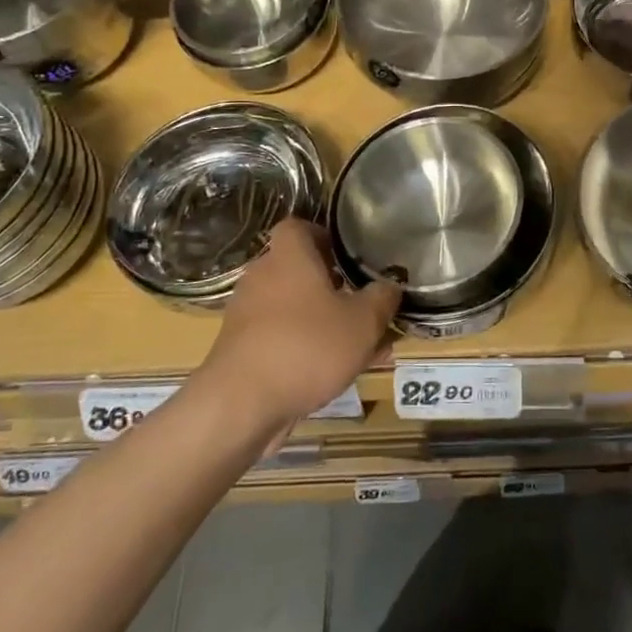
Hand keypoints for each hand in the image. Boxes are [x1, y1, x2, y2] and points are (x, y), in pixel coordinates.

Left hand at [198, 218, 399, 426]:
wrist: (241, 405)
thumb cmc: (307, 346)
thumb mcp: (363, 322)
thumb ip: (382, 299)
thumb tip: (390, 285)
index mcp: (289, 257)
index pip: (298, 226)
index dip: (323, 235)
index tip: (347, 255)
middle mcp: (263, 277)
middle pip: (298, 270)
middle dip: (331, 286)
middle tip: (361, 304)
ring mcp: (247, 315)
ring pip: (293, 308)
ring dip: (322, 321)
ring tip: (359, 348)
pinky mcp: (241, 350)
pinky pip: (281, 338)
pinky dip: (305, 348)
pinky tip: (333, 375)